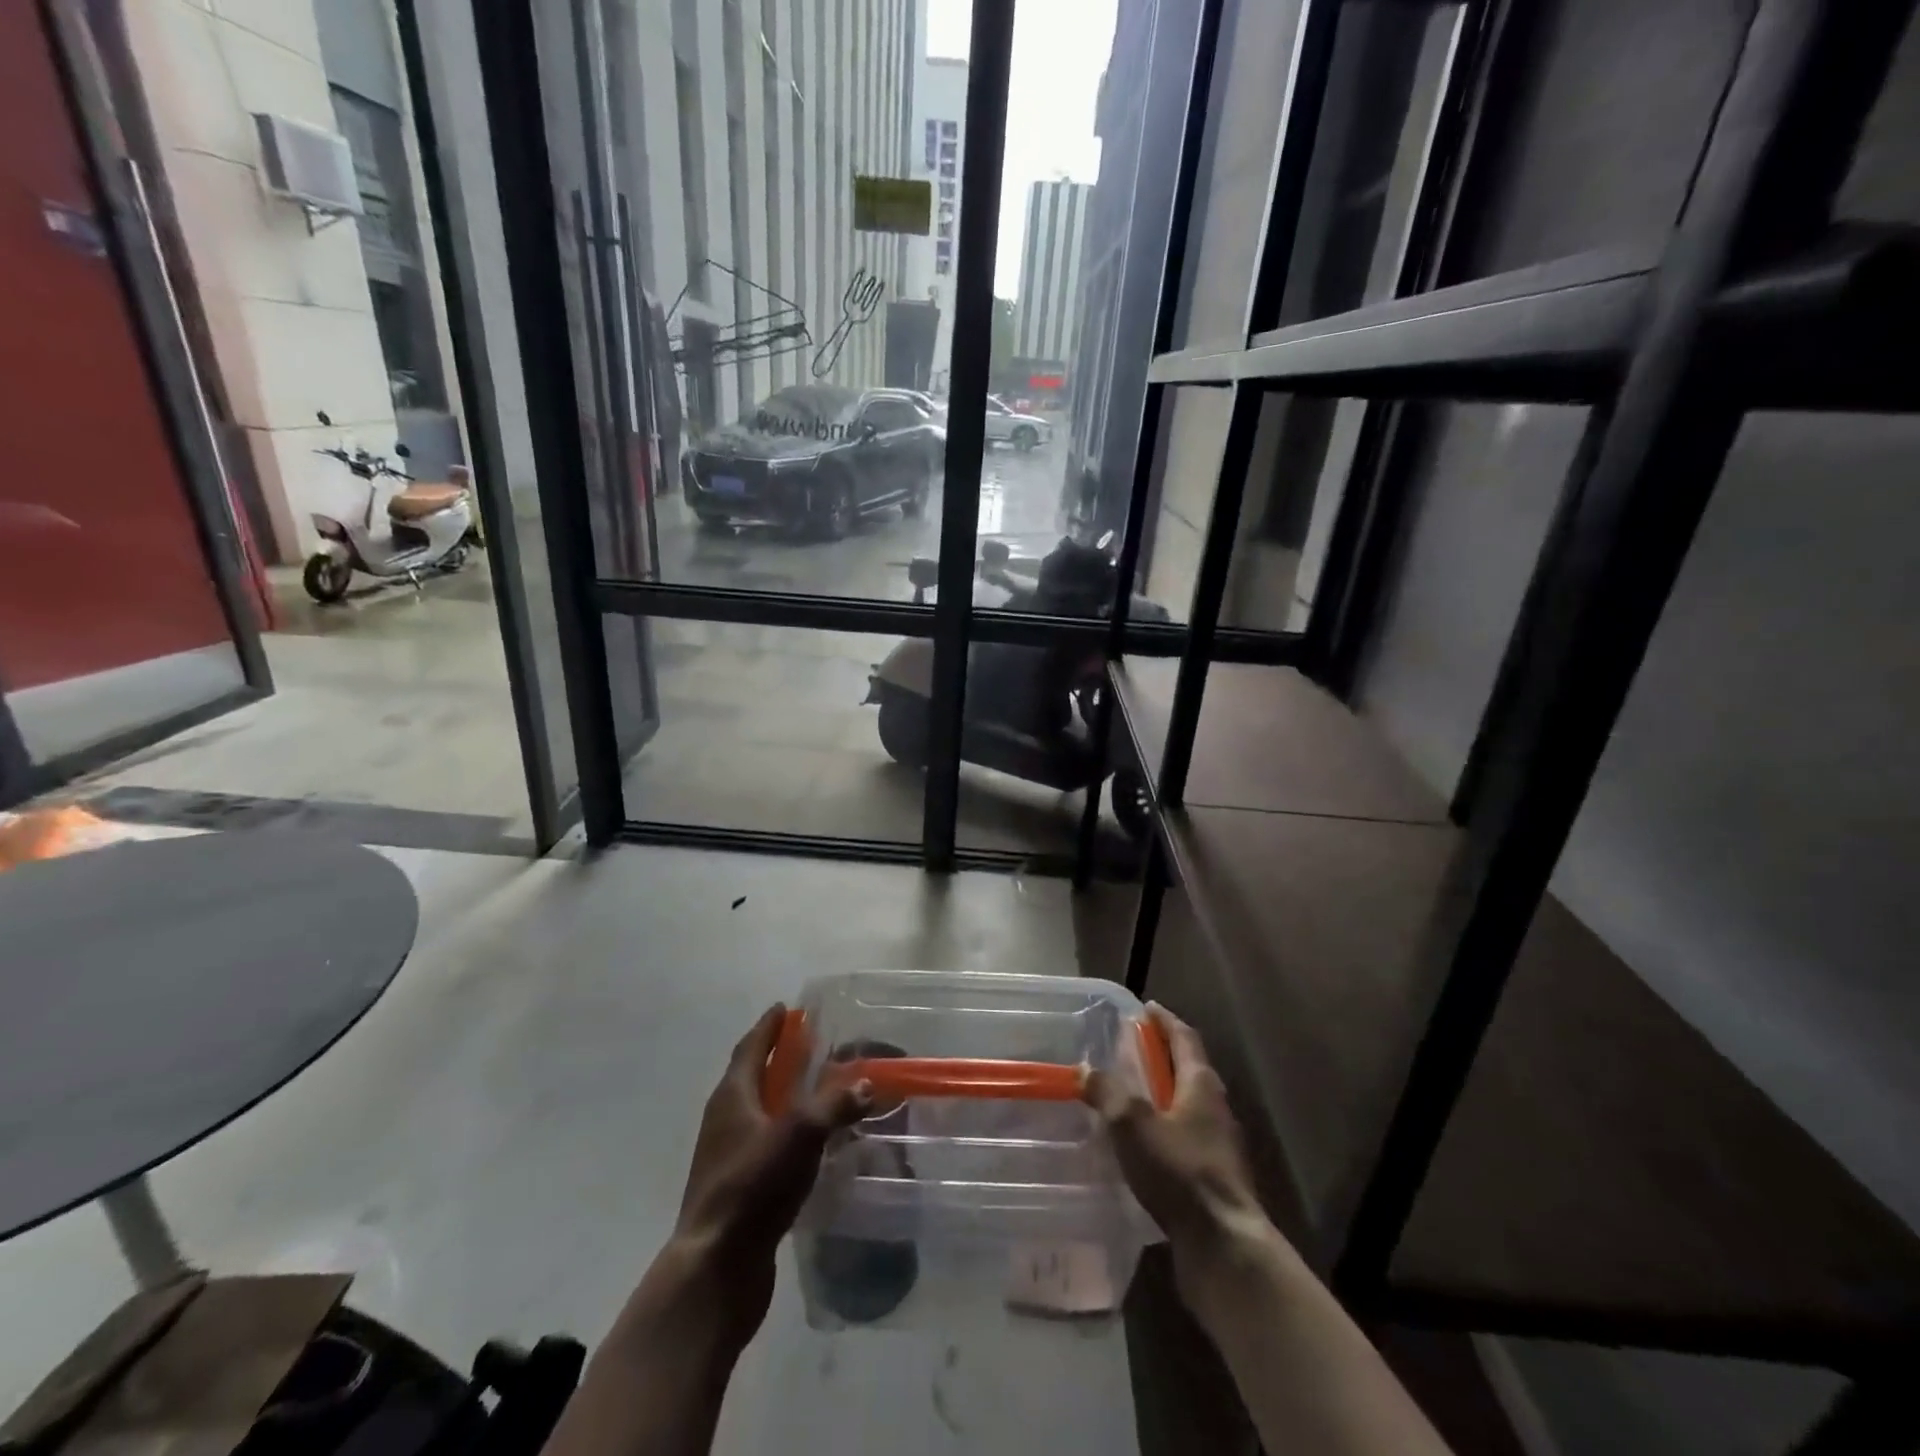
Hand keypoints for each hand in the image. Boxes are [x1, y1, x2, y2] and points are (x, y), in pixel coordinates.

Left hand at [669, 1004, 871, 1342]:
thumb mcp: (800, 1135)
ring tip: (817, 1090)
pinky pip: (765, 1145)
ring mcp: (728, 1156)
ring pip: (759, 1112)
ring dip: (783, 1096)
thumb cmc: (753, 1187)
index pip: (751, 1047)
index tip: (785, 1008)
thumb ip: (834, 1104)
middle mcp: (725, 1120)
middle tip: (809, 1044)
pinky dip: (787, 1133)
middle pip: (752, 1076)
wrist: (716, 1268)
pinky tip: (811, 1144)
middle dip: (778, 1058)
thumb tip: (866, 1082)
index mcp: (733, 1096)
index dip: (769, 1027)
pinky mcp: (738, 1189)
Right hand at [1083, 1004, 1271, 1275]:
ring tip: (1130, 1097)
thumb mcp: (1133, 1125)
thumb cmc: (1180, 1172)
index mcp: (1201, 1084)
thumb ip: (1108, 1093)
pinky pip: (1185, 1138)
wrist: (1223, 1245)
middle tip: (1130, 1050)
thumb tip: (1086, 1069)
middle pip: (1188, 1070)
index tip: (1146, 1008)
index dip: (1165, 1021)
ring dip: (1162, 1095)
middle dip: (1161, 1057)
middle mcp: (1216, 1107)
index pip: (1184, 1038)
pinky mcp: (1214, 1177)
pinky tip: (1142, 1146)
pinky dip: (1164, 1130)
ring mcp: (1219, 1145)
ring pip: (1187, 1106)